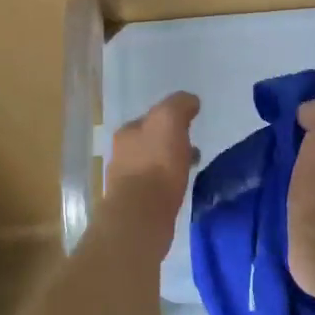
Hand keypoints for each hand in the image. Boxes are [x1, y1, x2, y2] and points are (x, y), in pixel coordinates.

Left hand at [103, 91, 200, 255]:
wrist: (141, 214)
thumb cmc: (155, 163)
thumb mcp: (169, 121)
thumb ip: (179, 105)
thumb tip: (190, 100)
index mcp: (127, 131)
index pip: (151, 118)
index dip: (171, 119)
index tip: (189, 125)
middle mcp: (121, 153)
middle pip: (150, 142)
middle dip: (169, 142)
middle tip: (193, 148)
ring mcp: (125, 181)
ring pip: (152, 165)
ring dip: (170, 164)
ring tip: (191, 169)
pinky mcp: (134, 205)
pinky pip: (155, 187)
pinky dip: (167, 184)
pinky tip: (180, 189)